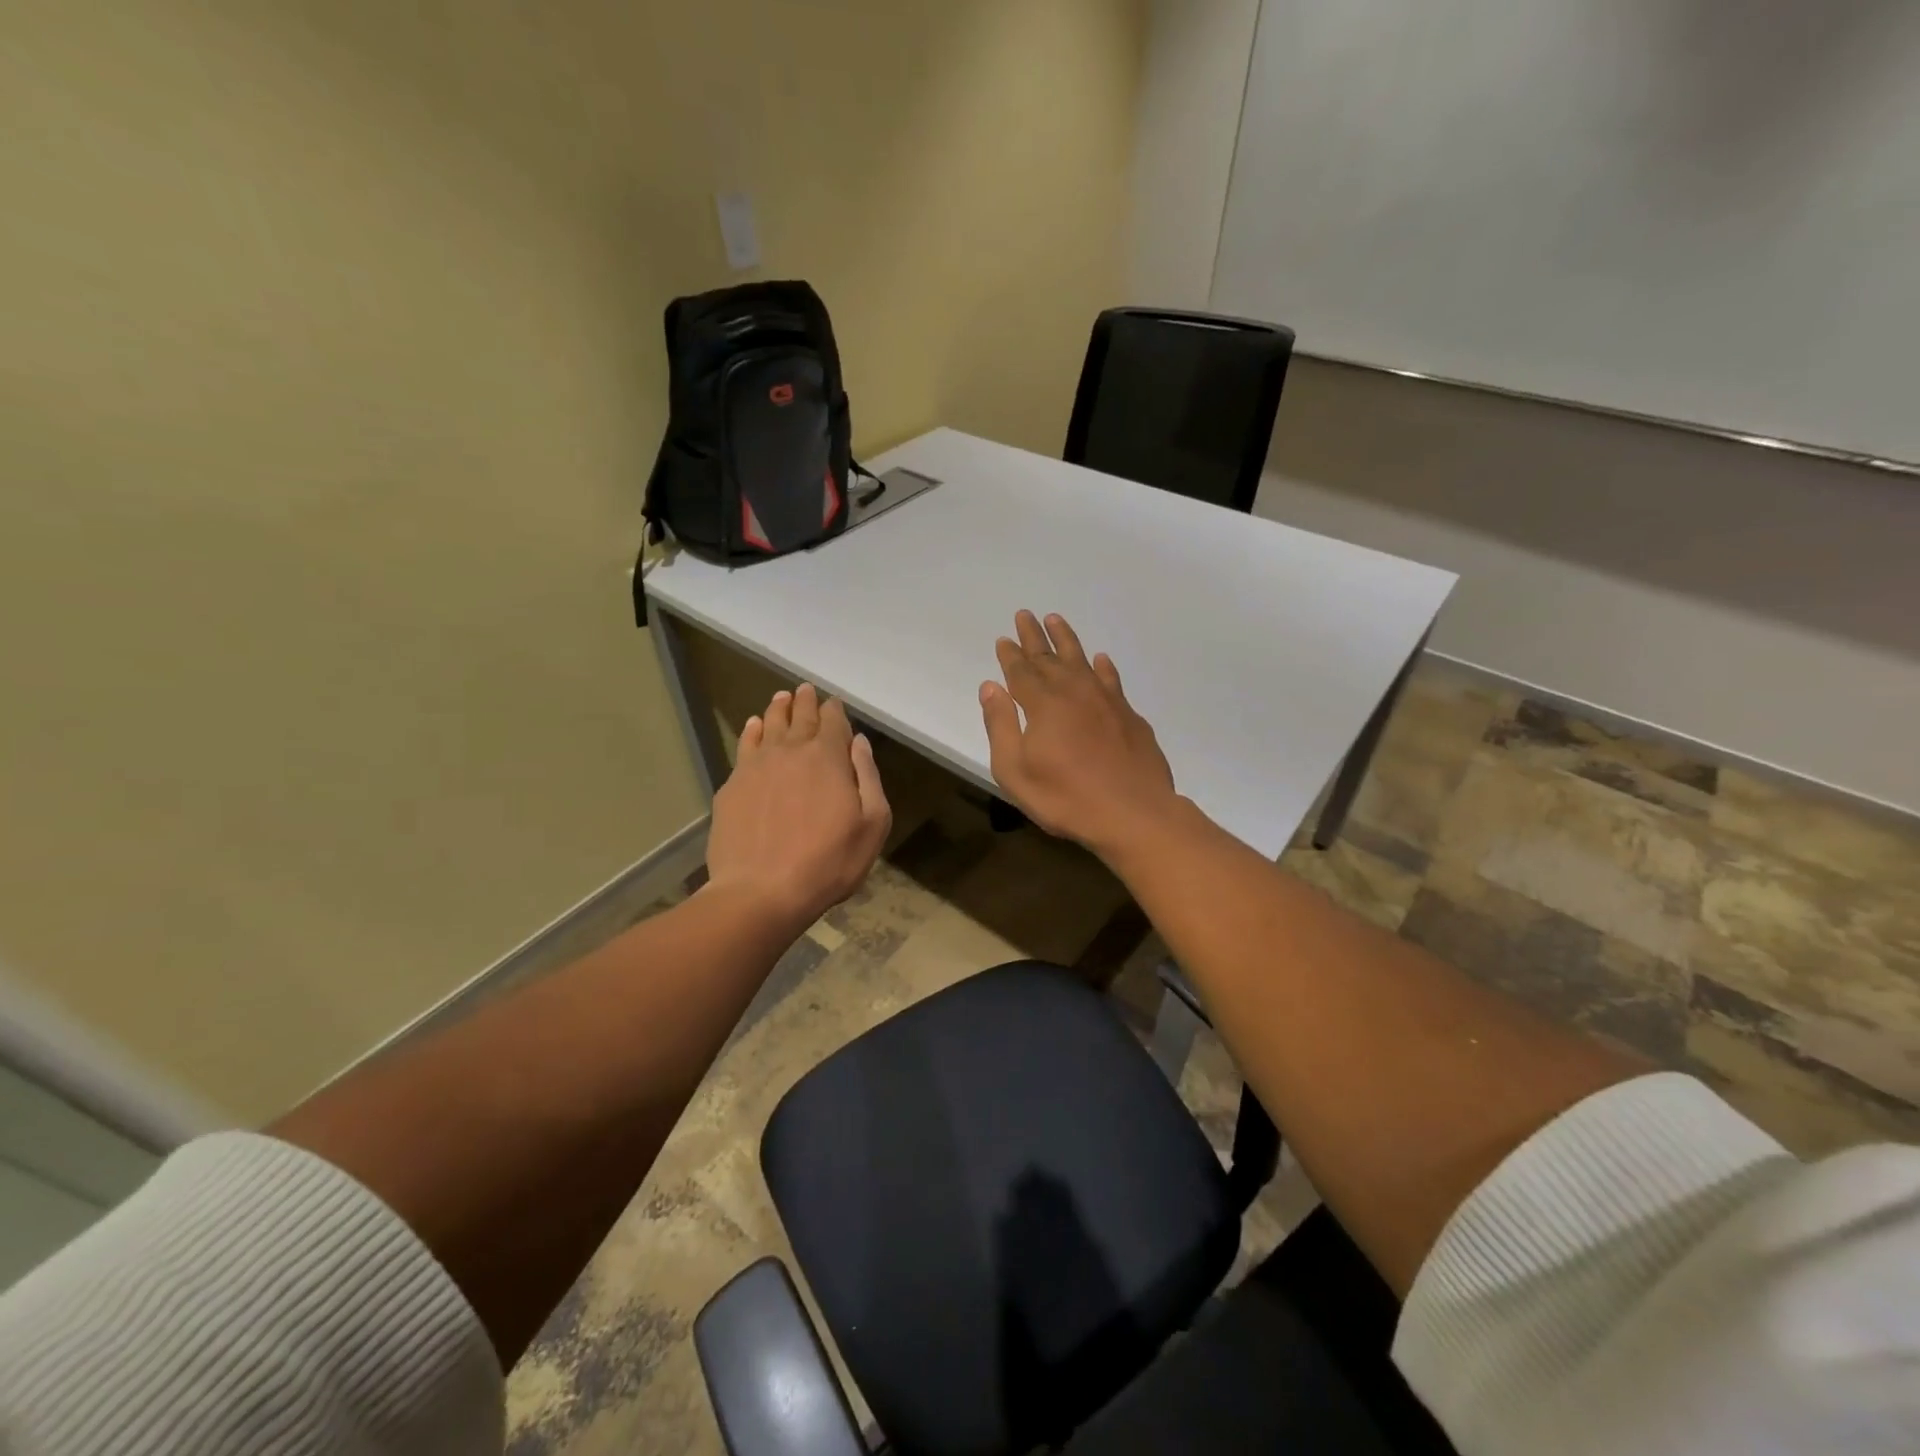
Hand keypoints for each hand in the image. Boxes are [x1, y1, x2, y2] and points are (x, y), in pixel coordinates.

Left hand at [706, 684, 891, 928]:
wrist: (761, 891)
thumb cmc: (828, 862)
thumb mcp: (872, 825)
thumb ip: (868, 777)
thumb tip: (858, 742)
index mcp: (829, 758)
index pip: (833, 722)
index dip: (835, 710)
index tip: (834, 704)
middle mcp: (791, 751)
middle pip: (800, 716)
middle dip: (806, 702)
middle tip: (806, 690)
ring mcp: (757, 765)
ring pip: (769, 725)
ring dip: (778, 709)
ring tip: (782, 698)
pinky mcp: (733, 785)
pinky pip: (744, 746)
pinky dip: (752, 731)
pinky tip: (753, 726)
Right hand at [979, 610, 1179, 855]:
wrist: (1134, 813)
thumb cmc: (1066, 798)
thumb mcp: (1015, 771)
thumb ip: (1000, 726)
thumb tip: (990, 687)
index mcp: (1042, 704)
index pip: (1021, 671)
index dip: (1010, 655)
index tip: (1004, 639)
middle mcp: (1073, 692)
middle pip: (1049, 657)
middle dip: (1034, 637)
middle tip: (1025, 615)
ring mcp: (1105, 701)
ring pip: (1081, 660)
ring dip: (1066, 639)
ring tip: (1056, 619)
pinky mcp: (1129, 715)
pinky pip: (1112, 679)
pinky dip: (1104, 667)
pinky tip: (1101, 660)